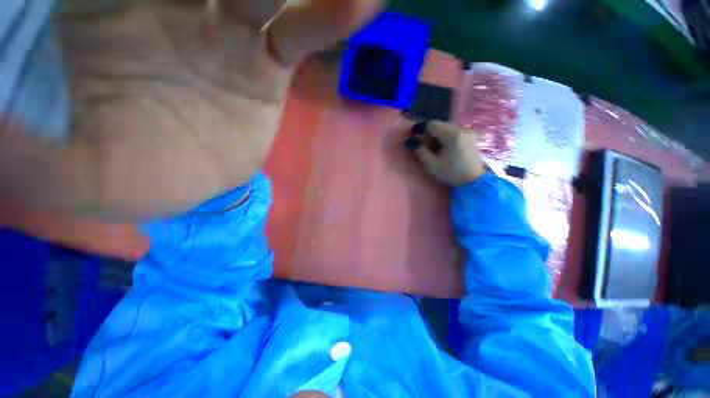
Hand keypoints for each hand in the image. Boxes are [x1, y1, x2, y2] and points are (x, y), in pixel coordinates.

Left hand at [2, 0, 379, 217]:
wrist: (188, 185)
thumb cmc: (128, 179)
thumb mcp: (64, 172)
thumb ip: (21, 146)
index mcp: (103, 10)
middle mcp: (171, 2)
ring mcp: (229, 30)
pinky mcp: (270, 65)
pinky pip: (301, 34)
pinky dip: (327, 19)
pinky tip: (359, 7)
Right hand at [405, 121, 485, 185]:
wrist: (473, 180)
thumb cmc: (451, 173)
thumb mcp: (432, 164)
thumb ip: (420, 151)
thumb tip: (410, 140)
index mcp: (452, 135)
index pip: (432, 124)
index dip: (420, 127)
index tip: (411, 133)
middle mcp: (460, 129)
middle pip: (439, 124)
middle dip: (427, 131)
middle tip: (419, 141)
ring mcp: (466, 132)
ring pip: (446, 127)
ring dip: (435, 134)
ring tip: (429, 145)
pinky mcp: (469, 136)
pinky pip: (453, 131)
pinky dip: (444, 135)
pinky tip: (440, 146)